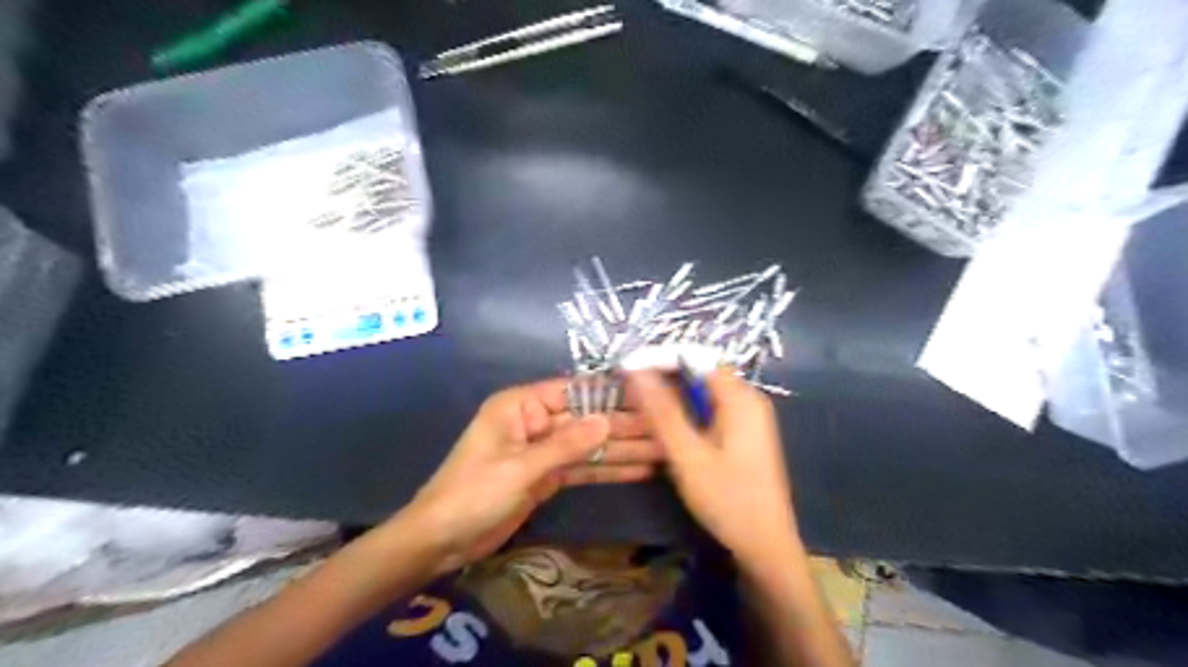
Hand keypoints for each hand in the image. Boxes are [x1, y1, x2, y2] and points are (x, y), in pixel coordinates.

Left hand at [395, 377, 658, 574]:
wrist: (442, 541)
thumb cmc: (473, 494)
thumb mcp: (520, 468)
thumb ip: (566, 445)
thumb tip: (608, 420)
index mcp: (521, 406)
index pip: (573, 391)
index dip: (609, 393)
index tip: (647, 395)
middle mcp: (535, 421)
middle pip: (587, 420)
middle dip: (624, 426)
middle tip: (666, 429)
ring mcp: (543, 450)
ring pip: (589, 445)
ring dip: (623, 449)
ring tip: (663, 450)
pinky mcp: (547, 476)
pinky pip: (583, 468)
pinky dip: (608, 470)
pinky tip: (639, 469)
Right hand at [629, 369, 795, 561]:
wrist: (766, 546)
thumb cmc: (728, 500)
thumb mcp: (688, 456)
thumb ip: (662, 412)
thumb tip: (636, 371)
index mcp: (740, 398)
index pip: (696, 357)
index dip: (660, 357)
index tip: (626, 368)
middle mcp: (748, 399)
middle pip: (700, 372)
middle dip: (663, 376)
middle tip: (627, 389)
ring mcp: (748, 417)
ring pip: (703, 392)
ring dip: (672, 396)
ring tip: (638, 406)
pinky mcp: (743, 434)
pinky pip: (710, 410)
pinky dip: (685, 412)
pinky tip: (664, 426)